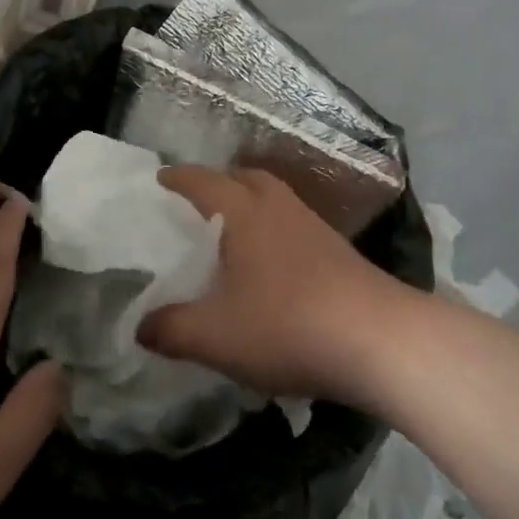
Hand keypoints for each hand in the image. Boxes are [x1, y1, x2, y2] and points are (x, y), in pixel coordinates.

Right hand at [139, 167, 421, 408]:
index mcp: (244, 212)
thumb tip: (140, 326)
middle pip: (245, 178)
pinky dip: (273, 230)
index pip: (202, 182)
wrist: (378, 339)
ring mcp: (313, 225)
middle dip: (218, 184)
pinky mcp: (337, 249)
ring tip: (230, 233)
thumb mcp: (215, 336)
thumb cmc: (287, 326)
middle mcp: (278, 207)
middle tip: (195, 204)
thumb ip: (171, 329)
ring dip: (250, 205)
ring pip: (273, 199)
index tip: (159, 179)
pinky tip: (270, 264)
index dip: (178, 179)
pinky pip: (293, 224)